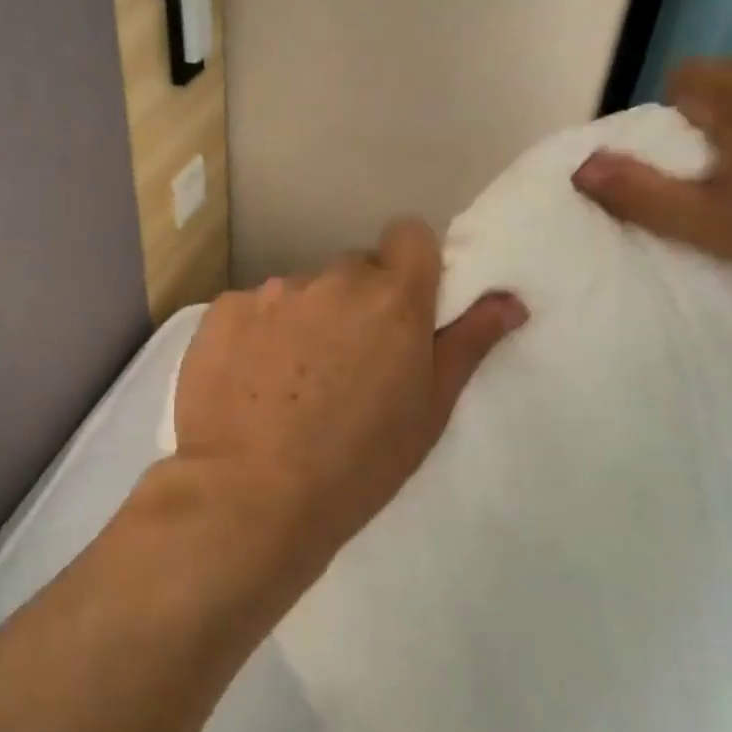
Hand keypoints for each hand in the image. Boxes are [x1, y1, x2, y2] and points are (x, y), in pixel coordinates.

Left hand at [167, 219, 528, 576]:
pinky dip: (257, 334)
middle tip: (347, 364)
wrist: (248, 496)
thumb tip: (508, 299)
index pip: (410, 235)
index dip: (410, 265)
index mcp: (392, 298)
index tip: (403, 309)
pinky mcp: (222, 310)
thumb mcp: (428, 412)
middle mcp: (331, 279)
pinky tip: (249, 382)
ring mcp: (271, 292)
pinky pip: (253, 309)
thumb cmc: (355, 464)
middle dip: (357, 303)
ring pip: (301, 292)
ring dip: (305, 320)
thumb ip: (468, 344)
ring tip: (291, 383)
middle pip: (353, 270)